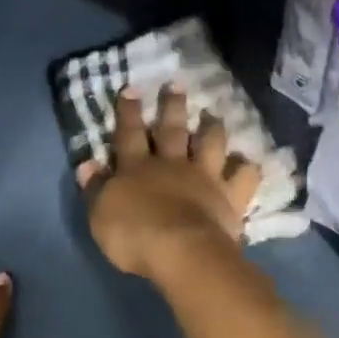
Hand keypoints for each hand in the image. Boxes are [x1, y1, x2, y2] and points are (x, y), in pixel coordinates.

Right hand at [76, 85, 260, 284]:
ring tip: (214, 115)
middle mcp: (171, 165)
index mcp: (137, 168)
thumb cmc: (134, 236)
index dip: (128, 111)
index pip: (129, 133)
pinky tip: (250, 162)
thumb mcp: (100, 215)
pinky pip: (242, 177)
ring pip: (210, 144)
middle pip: (172, 130)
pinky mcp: (229, 197)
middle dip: (172, 106)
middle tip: (176, 85)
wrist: (182, 252)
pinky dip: (247, 168)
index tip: (131, 89)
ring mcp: (204, 178)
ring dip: (212, 128)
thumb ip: (95, 188)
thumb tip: (87, 164)